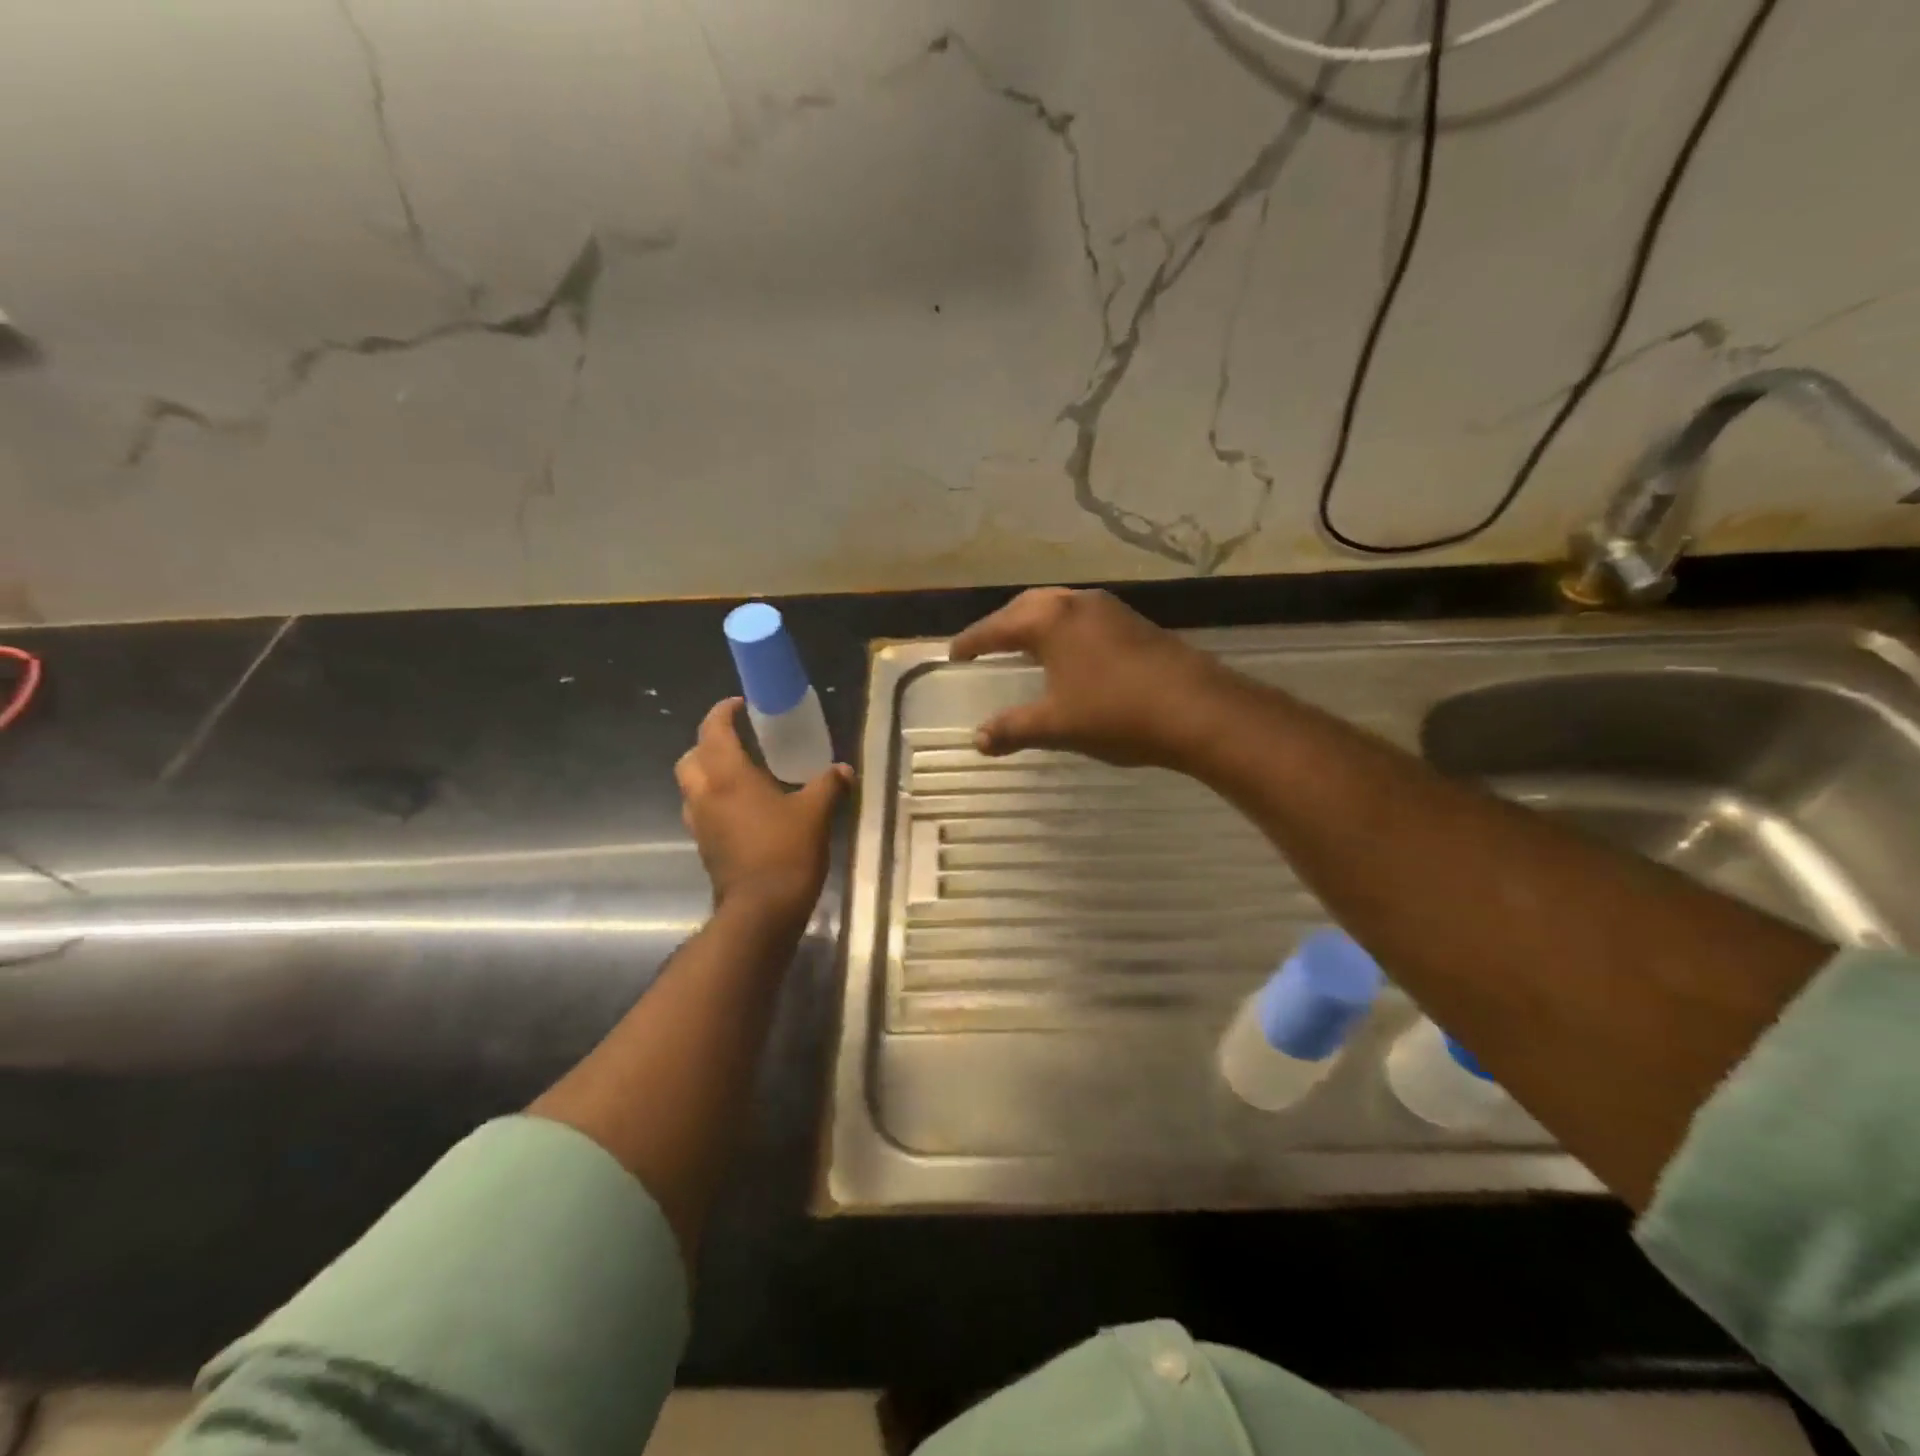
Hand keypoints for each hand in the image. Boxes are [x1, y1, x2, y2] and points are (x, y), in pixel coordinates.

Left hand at [675, 699, 851, 924]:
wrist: (762, 910)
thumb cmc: (786, 852)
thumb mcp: (816, 813)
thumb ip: (828, 785)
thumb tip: (843, 769)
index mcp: (728, 777)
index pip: (713, 731)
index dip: (722, 712)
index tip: (738, 704)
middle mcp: (706, 794)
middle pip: (691, 757)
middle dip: (708, 743)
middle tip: (736, 740)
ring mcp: (700, 823)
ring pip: (691, 785)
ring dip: (707, 772)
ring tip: (738, 773)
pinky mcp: (704, 846)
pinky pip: (701, 811)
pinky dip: (714, 800)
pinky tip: (741, 808)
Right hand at [948, 587, 1230, 767]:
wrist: (1197, 709)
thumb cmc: (1115, 713)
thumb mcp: (1057, 725)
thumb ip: (1013, 729)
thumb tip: (979, 740)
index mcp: (1050, 620)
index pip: (996, 627)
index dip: (972, 642)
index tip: (954, 655)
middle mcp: (1077, 603)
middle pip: (1027, 607)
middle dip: (1002, 625)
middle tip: (985, 646)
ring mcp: (1111, 609)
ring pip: (1059, 608)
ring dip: (1036, 624)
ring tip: (1024, 648)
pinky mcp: (1135, 623)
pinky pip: (1084, 618)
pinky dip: (1063, 631)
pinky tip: (1069, 656)